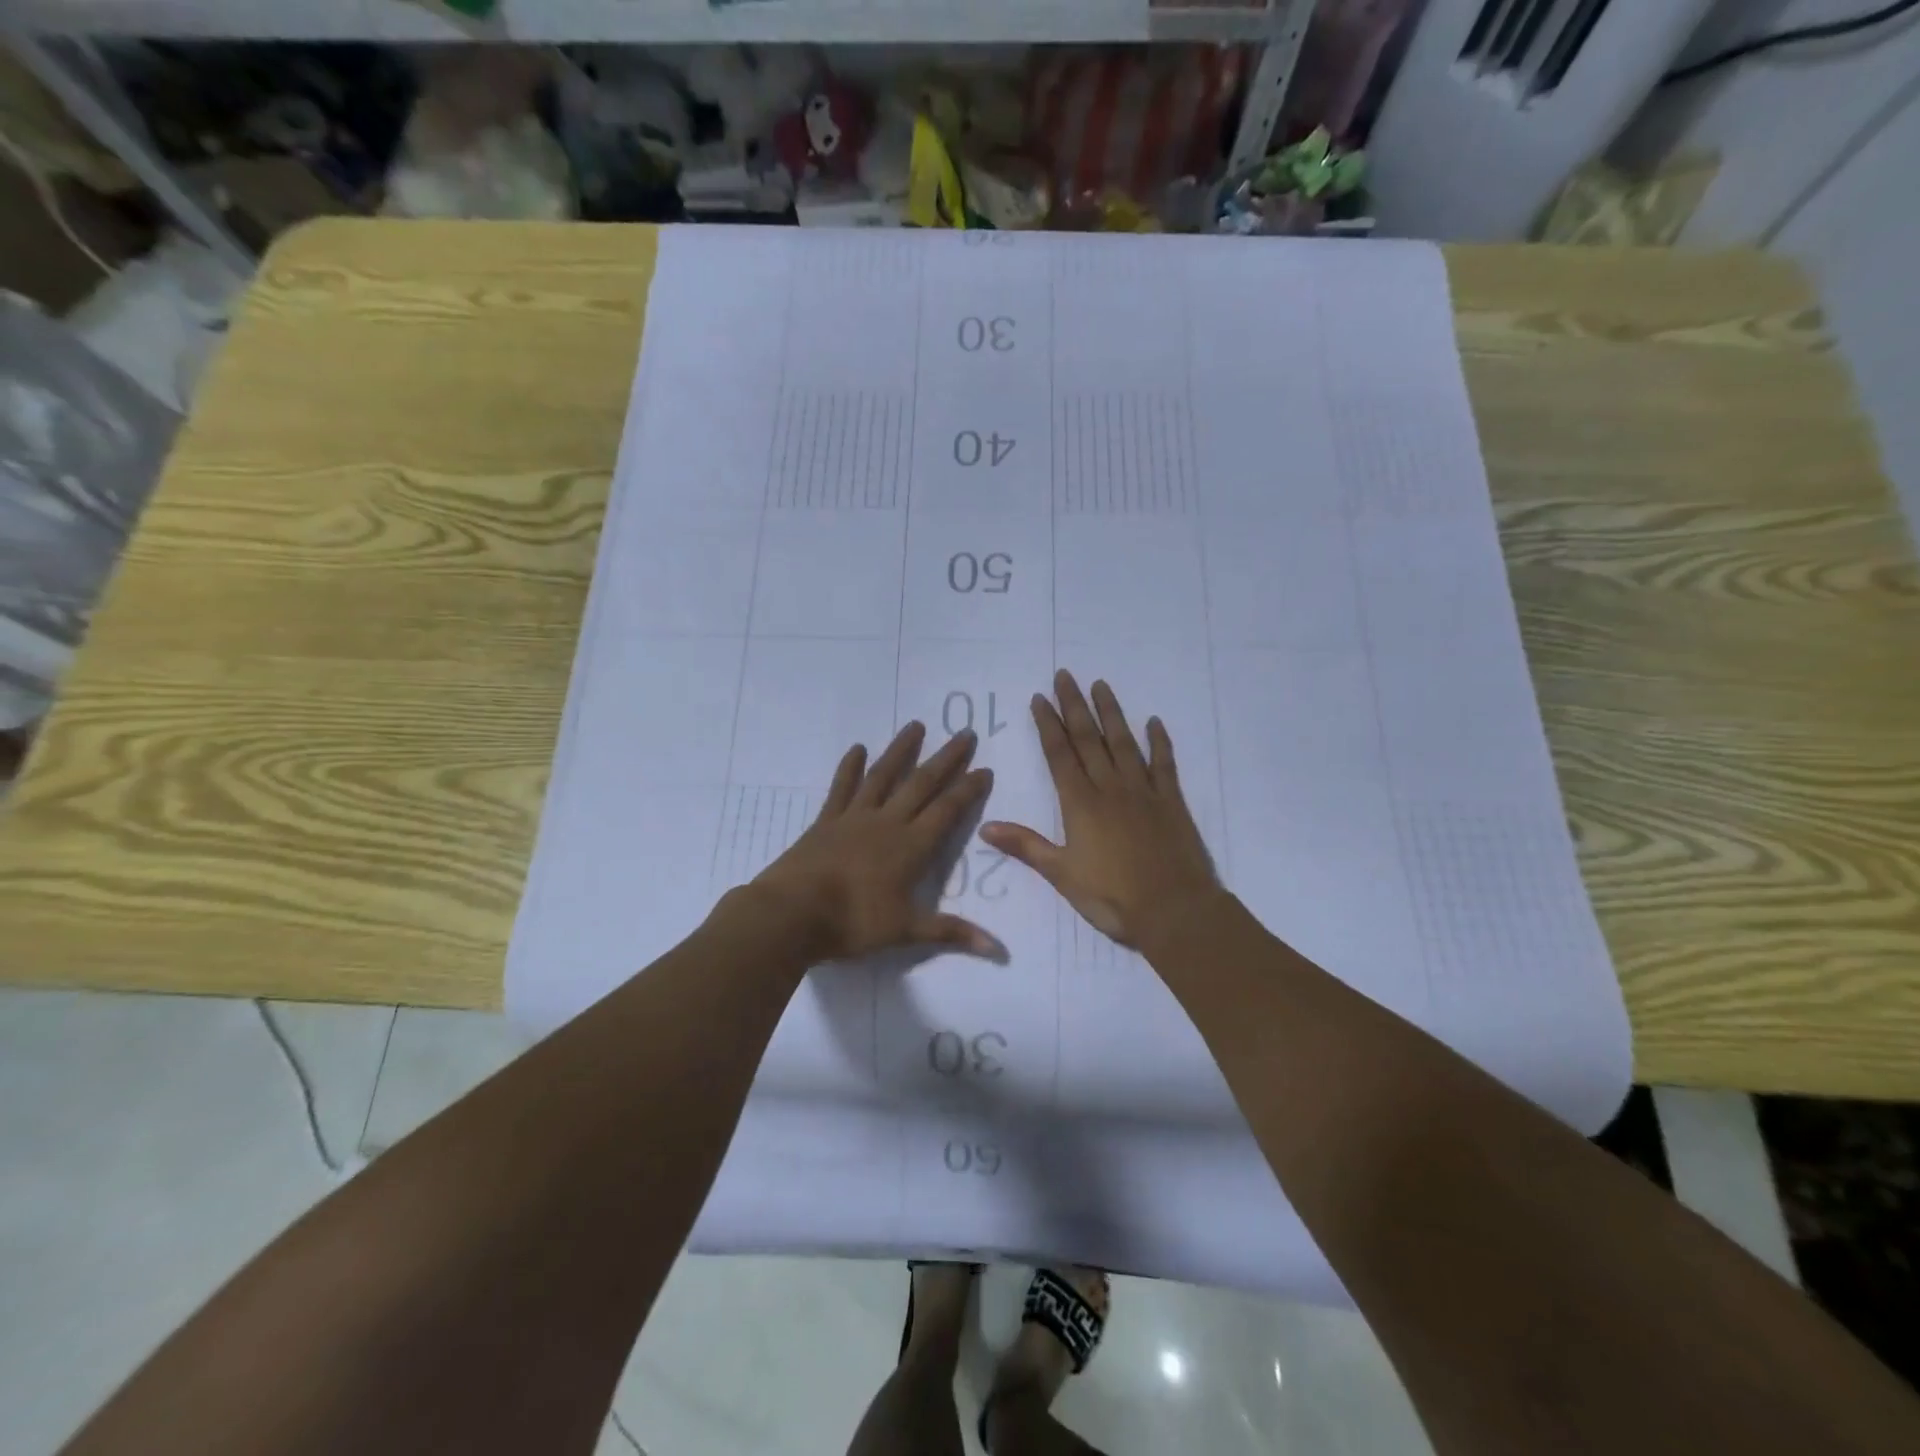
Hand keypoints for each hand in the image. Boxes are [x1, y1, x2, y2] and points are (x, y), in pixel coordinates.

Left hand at [749, 723, 1001, 963]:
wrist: (792, 914)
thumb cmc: (853, 923)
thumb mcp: (907, 931)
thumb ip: (952, 932)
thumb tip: (999, 950)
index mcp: (911, 846)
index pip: (948, 811)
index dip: (968, 789)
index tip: (985, 768)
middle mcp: (888, 823)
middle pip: (922, 784)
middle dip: (946, 759)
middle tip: (964, 733)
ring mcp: (855, 817)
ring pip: (884, 776)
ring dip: (901, 750)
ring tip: (916, 725)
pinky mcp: (827, 820)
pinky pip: (842, 788)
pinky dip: (850, 768)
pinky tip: (856, 749)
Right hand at [980, 671, 1218, 948]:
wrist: (1174, 910)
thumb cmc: (1112, 897)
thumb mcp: (1061, 875)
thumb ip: (1025, 846)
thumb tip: (984, 827)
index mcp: (1081, 803)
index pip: (1059, 754)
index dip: (1048, 724)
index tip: (1040, 697)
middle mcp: (1110, 788)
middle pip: (1088, 739)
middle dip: (1074, 706)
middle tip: (1065, 675)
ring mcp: (1143, 791)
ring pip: (1123, 743)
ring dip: (1110, 713)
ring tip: (1100, 685)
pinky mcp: (1171, 802)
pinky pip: (1164, 764)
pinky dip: (1159, 742)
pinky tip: (1154, 722)